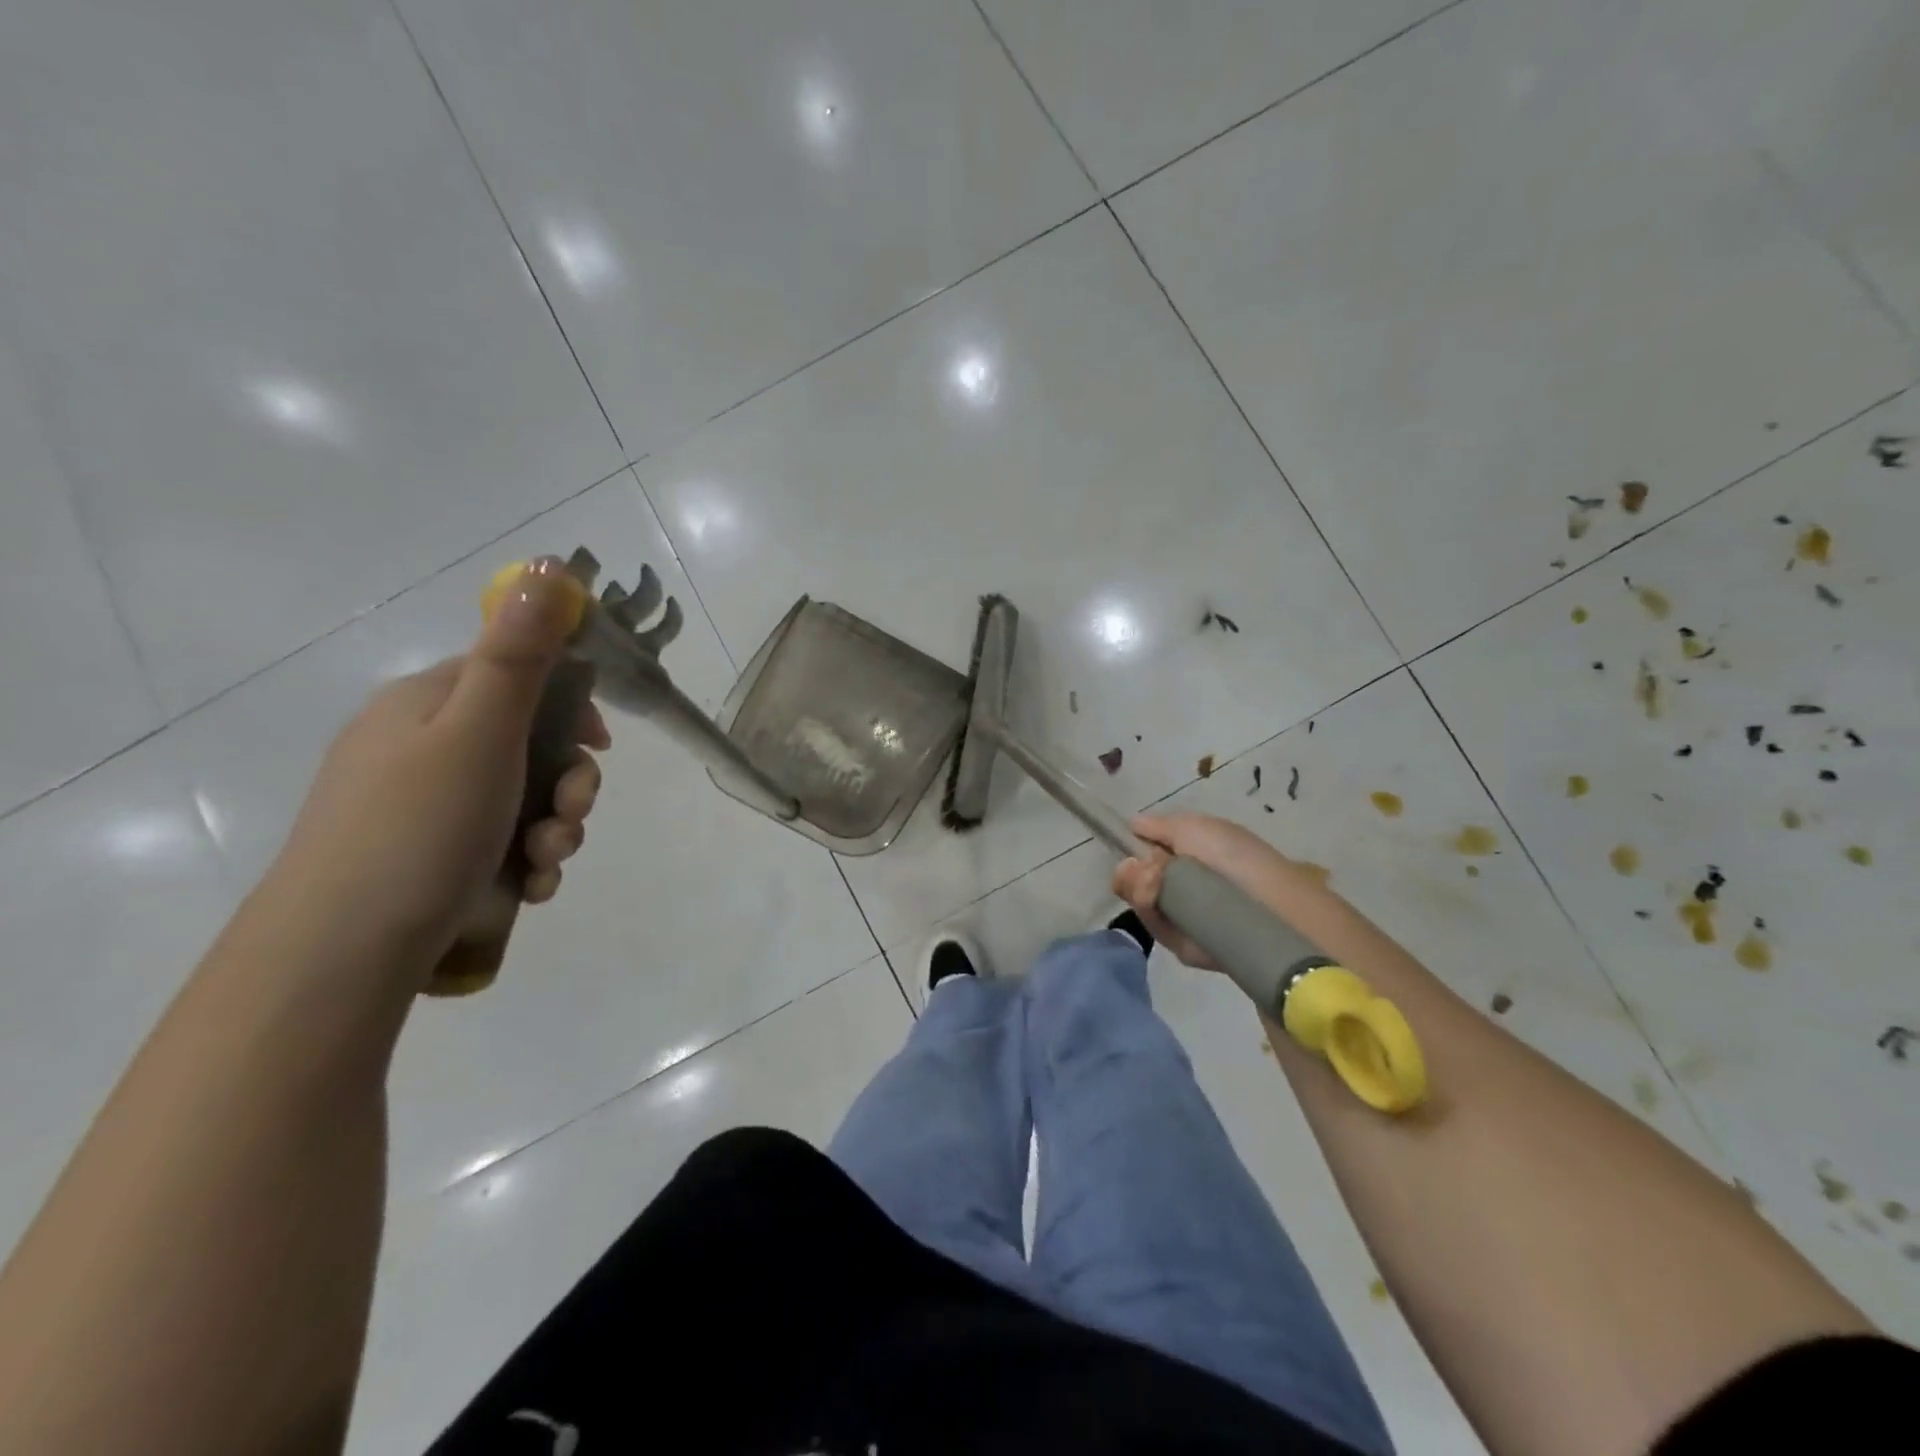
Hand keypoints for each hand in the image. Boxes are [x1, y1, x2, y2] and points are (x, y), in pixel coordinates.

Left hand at [272, 561, 609, 988]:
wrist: (343, 952)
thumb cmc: (421, 826)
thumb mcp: (479, 731)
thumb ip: (519, 654)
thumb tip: (545, 565)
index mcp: (428, 705)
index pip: (517, 676)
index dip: (571, 706)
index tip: (601, 744)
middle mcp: (424, 748)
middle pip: (530, 745)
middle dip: (570, 783)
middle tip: (570, 814)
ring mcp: (428, 807)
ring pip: (525, 800)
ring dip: (556, 829)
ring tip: (544, 863)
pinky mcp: (434, 858)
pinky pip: (503, 844)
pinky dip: (527, 862)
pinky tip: (528, 889)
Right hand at [1112, 811, 1311, 968]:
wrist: (1268, 906)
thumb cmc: (1234, 857)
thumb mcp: (1194, 827)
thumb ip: (1158, 826)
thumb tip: (1132, 825)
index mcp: (1189, 856)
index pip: (1144, 855)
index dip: (1132, 852)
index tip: (1130, 851)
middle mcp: (1182, 886)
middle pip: (1134, 881)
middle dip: (1132, 874)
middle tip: (1149, 872)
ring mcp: (1182, 917)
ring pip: (1140, 904)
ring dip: (1140, 891)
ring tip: (1156, 885)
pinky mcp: (1184, 946)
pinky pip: (1155, 928)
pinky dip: (1152, 914)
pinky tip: (1163, 904)